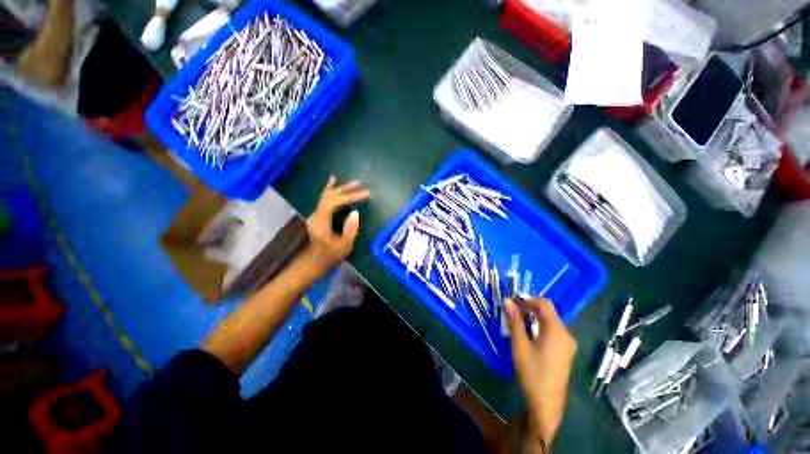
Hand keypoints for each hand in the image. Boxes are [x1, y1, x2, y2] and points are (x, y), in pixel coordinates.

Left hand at [305, 176, 370, 271]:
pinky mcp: (318, 215)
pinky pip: (324, 199)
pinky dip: (330, 189)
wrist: (316, 261)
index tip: (365, 195)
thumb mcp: (344, 246)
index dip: (350, 197)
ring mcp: (316, 214)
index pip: (334, 202)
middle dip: (346, 190)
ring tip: (354, 183)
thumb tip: (355, 213)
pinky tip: (332, 180)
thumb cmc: (331, 256)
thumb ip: (350, 230)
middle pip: (330, 196)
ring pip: (327, 196)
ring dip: (341, 189)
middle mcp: (316, 215)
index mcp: (321, 222)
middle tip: (361, 186)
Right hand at [505, 297, 576, 445]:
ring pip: (550, 321)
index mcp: (557, 331)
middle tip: (512, 310)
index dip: (528, 299)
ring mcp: (567, 344)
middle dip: (530, 307)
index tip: (513, 301)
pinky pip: (553, 331)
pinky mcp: (565, 351)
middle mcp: (566, 334)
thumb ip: (514, 321)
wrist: (547, 403)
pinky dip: (540, 326)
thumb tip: (507, 300)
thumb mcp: (520, 345)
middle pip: (548, 312)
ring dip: (534, 317)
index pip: (545, 304)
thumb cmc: (532, 372)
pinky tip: (528, 333)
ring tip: (517, 320)